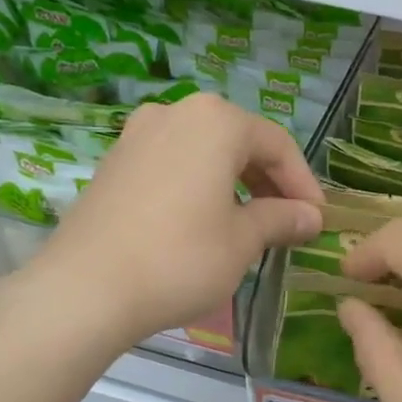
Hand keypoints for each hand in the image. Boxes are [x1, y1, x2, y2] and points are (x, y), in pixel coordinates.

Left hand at [32, 94, 322, 349]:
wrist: (85, 288)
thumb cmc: (180, 258)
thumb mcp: (242, 241)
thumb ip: (281, 219)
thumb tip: (311, 217)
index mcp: (216, 121)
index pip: (277, 145)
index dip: (303, 184)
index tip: (317, 220)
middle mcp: (175, 113)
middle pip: (239, 142)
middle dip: (269, 182)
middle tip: (287, 222)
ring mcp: (138, 135)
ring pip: (204, 152)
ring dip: (234, 184)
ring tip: (249, 224)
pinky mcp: (114, 162)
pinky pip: (172, 164)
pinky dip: (198, 186)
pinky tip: (203, 222)